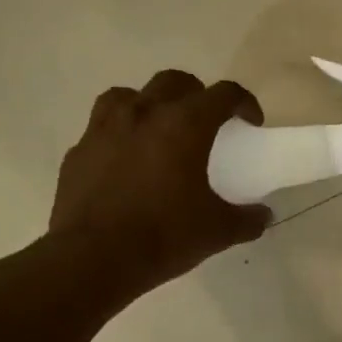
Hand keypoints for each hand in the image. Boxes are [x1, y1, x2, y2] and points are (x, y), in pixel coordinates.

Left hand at [50, 71, 271, 297]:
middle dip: (196, 94)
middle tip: (205, 123)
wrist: (92, 260)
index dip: (244, 103)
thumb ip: (247, 219)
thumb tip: (264, 215)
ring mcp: (104, 129)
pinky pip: (101, 129)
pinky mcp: (78, 151)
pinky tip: (124, 162)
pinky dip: (118, 136)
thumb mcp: (217, 232)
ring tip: (157, 131)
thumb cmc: (163, 237)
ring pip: (130, 95)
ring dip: (150, 105)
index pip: (224, 94)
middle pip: (175, 82)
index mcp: (184, 125)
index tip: (250, 123)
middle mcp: (144, 114)